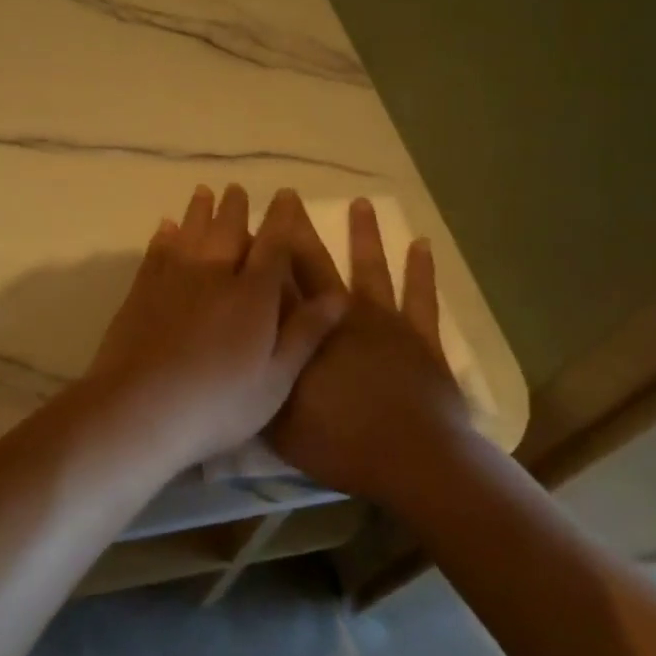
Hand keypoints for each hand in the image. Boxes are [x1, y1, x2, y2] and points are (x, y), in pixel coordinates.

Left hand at [83, 184, 347, 472]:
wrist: (141, 407)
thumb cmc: (218, 402)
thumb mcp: (276, 379)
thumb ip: (306, 333)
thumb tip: (339, 295)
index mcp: (253, 295)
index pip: (273, 245)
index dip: (281, 218)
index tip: (285, 195)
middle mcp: (214, 274)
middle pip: (228, 230)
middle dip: (235, 207)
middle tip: (236, 188)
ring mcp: (174, 279)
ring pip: (191, 232)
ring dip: (199, 211)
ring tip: (204, 192)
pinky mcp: (142, 290)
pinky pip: (157, 251)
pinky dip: (164, 235)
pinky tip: (165, 227)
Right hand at [266, 197, 468, 505]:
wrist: (412, 458)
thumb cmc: (339, 444)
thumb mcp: (278, 421)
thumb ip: (256, 382)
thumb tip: (233, 352)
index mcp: (301, 334)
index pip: (272, 284)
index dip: (258, 253)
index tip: (247, 223)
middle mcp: (338, 314)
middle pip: (313, 263)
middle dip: (297, 229)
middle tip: (288, 196)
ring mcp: (382, 321)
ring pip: (369, 267)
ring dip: (364, 234)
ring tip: (360, 202)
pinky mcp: (419, 336)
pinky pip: (421, 296)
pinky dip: (422, 270)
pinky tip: (422, 244)